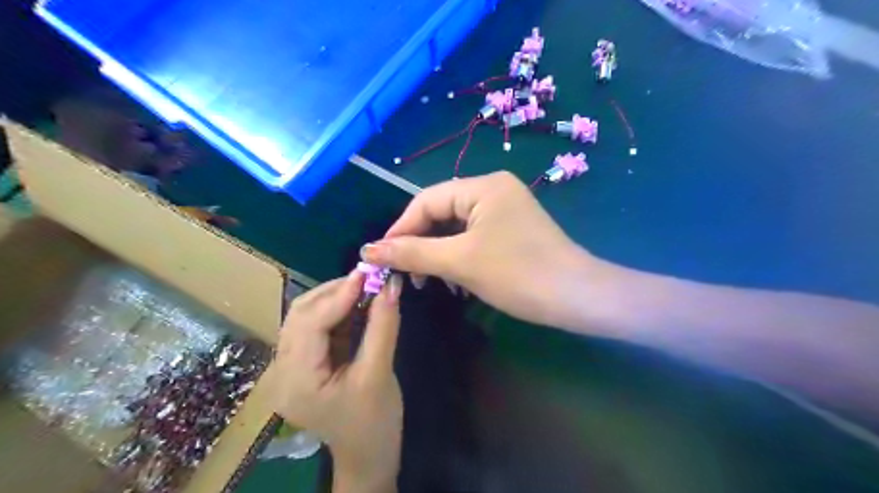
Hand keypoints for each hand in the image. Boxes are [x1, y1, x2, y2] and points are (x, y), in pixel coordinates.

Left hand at [269, 272, 402, 489]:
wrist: (369, 455)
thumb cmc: (374, 422)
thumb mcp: (379, 374)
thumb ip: (383, 327)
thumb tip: (391, 285)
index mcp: (296, 381)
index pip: (310, 324)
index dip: (339, 295)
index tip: (367, 274)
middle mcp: (283, 371)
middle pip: (301, 315)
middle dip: (334, 292)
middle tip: (368, 278)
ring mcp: (291, 367)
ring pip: (307, 317)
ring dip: (336, 298)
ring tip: (365, 287)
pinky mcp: (305, 363)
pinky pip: (317, 327)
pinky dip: (338, 311)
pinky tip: (358, 303)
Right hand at [360, 172, 600, 329]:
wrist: (577, 297)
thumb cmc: (517, 273)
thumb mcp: (460, 261)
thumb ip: (412, 252)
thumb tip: (368, 249)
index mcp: (482, 186)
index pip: (426, 200)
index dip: (400, 228)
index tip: (381, 258)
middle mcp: (493, 190)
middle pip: (441, 213)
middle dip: (420, 243)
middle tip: (405, 274)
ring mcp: (505, 210)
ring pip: (456, 228)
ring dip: (437, 253)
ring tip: (427, 281)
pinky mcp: (512, 231)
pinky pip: (473, 238)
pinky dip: (457, 257)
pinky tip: (452, 280)